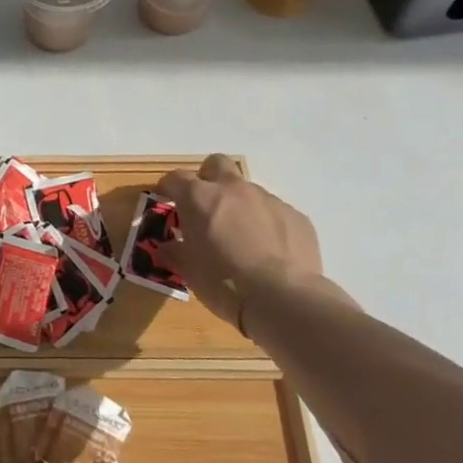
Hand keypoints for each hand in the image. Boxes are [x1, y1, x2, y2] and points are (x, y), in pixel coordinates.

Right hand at [156, 154, 338, 331]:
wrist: (282, 299)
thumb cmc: (224, 283)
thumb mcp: (189, 271)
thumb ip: (175, 252)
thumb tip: (167, 248)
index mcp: (200, 197)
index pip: (176, 178)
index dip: (169, 187)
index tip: (166, 198)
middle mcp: (233, 189)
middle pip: (216, 164)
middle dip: (208, 178)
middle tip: (206, 205)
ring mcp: (268, 199)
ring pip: (248, 190)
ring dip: (240, 205)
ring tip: (243, 237)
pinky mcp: (295, 216)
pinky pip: (275, 212)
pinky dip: (268, 224)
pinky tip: (270, 251)